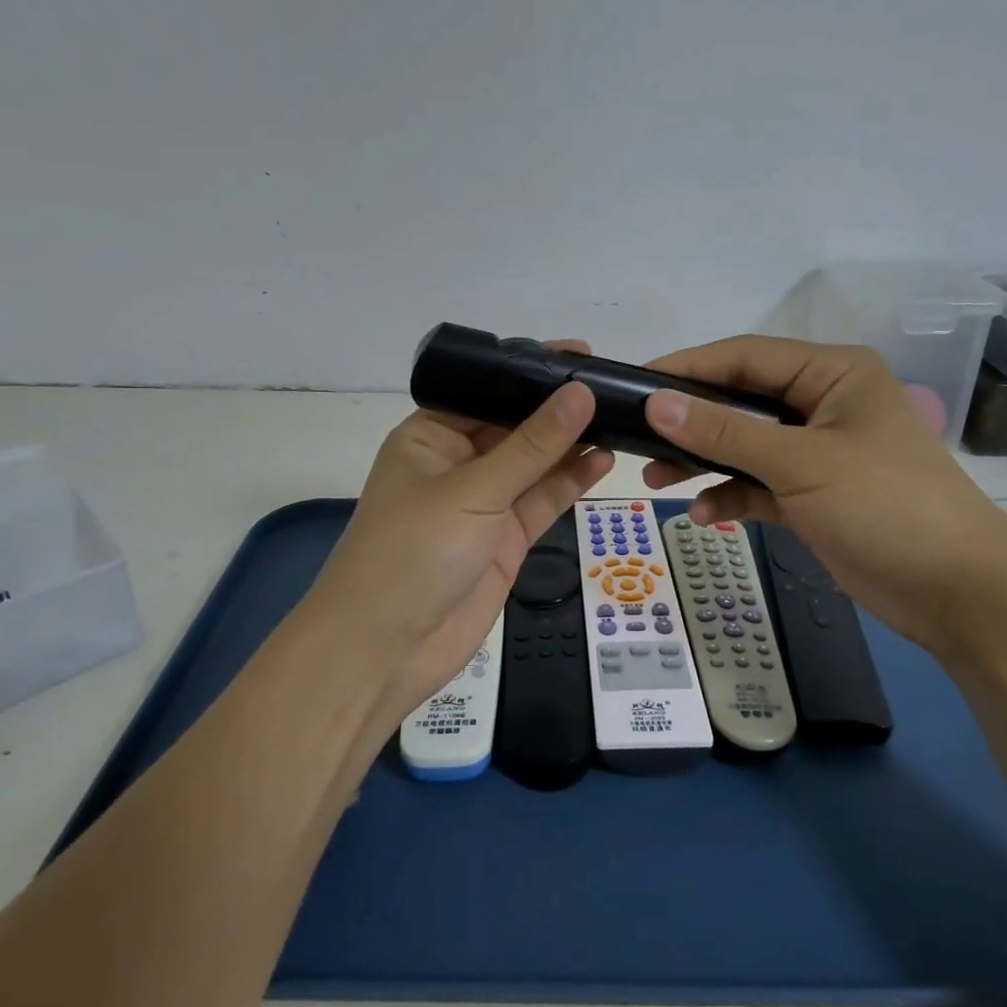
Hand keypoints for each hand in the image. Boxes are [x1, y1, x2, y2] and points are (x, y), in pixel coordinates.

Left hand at [297, 354, 612, 725]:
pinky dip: (570, 482)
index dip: (532, 372)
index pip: (487, 390)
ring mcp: (483, 502)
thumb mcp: (474, 490)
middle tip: (614, 386)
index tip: (583, 355)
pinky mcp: (505, 538)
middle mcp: (457, 462)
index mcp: (431, 435)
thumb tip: (580, 392)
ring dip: (571, 444)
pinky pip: (542, 500)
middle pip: (515, 426)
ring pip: (534, 463)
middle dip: (558, 409)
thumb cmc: (413, 552)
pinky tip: (604, 460)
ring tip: (621, 418)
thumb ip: (532, 445)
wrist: (385, 651)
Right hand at [639, 335, 1006, 651]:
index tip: (635, 382)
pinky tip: (704, 514)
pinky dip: (731, 496)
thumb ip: (724, 432)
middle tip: (637, 436)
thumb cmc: (886, 505)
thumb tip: (655, 402)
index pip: (745, 356)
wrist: (961, 595)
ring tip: (656, 478)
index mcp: (832, 373)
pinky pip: (758, 485)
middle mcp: (822, 404)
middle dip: (691, 422)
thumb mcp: (800, 462)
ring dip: (703, 461)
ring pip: (744, 445)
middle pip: (740, 401)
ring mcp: (817, 452)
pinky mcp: (813, 496)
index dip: (688, 367)